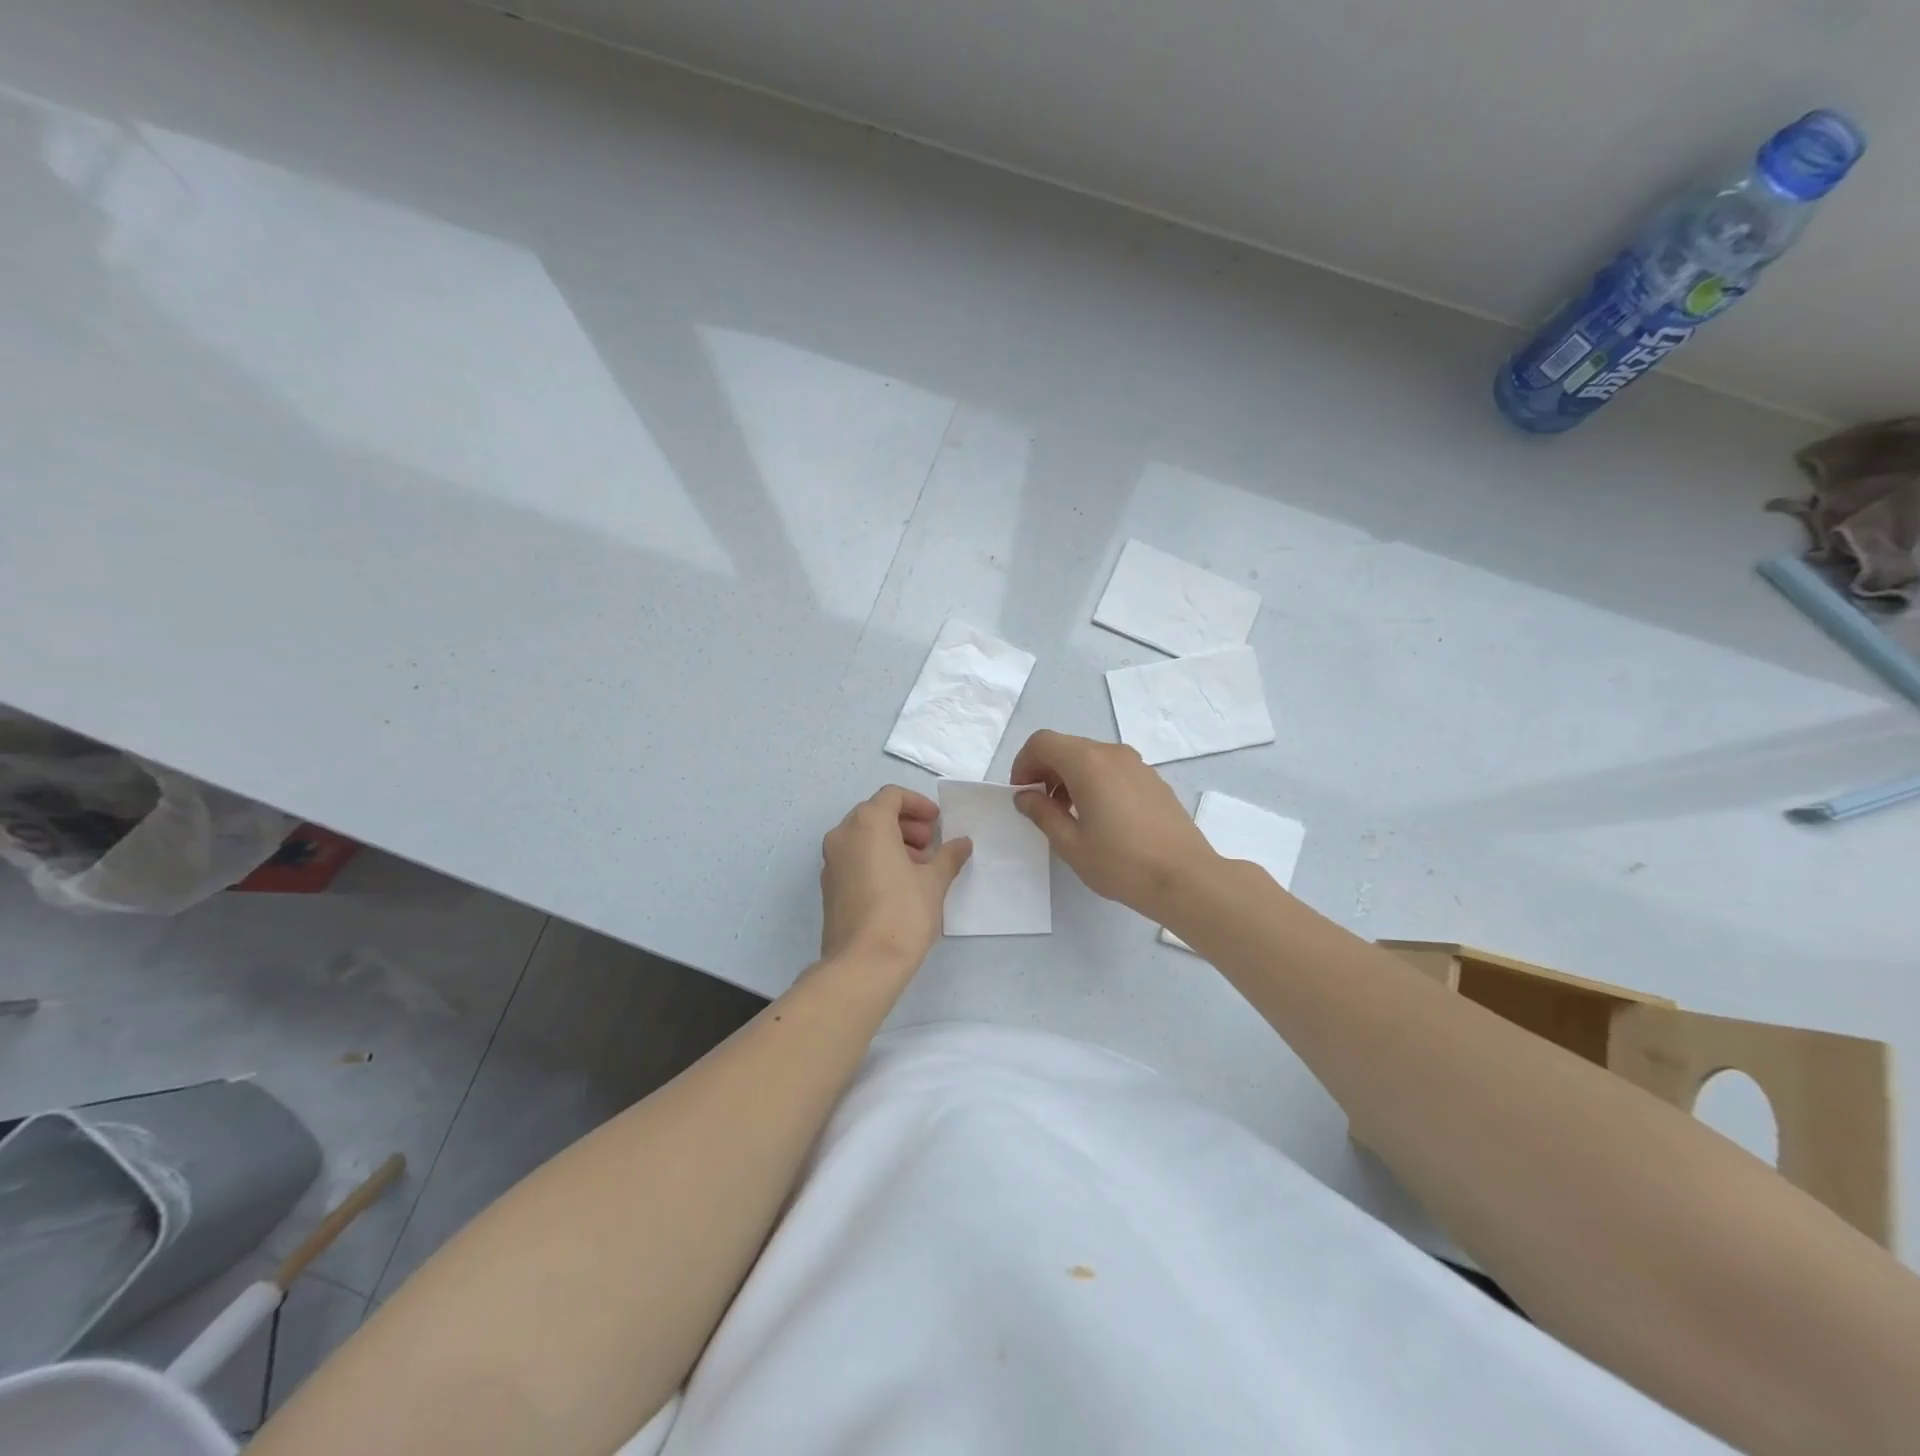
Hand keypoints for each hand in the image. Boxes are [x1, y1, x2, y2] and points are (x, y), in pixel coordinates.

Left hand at [820, 786, 971, 972]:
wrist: (863, 963)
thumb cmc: (903, 912)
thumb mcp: (934, 881)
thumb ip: (948, 856)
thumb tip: (962, 844)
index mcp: (867, 823)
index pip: (892, 796)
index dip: (918, 804)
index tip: (937, 823)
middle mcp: (843, 835)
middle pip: (875, 814)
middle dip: (906, 824)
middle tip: (931, 844)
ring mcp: (831, 861)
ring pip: (863, 837)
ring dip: (892, 841)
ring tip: (919, 867)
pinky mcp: (829, 886)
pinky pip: (854, 858)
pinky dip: (876, 858)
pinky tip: (899, 884)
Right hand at [1011, 730, 1219, 921]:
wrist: (1186, 878)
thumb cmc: (1121, 863)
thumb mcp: (1070, 844)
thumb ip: (1042, 813)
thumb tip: (1025, 796)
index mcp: (1087, 763)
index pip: (1042, 742)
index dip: (1023, 763)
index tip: (1022, 793)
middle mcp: (1112, 753)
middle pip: (1066, 746)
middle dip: (1045, 770)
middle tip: (1040, 806)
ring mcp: (1137, 764)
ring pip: (1090, 757)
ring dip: (1069, 777)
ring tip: (1068, 815)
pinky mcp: (1152, 779)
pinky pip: (1112, 769)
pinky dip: (1094, 781)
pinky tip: (1099, 817)